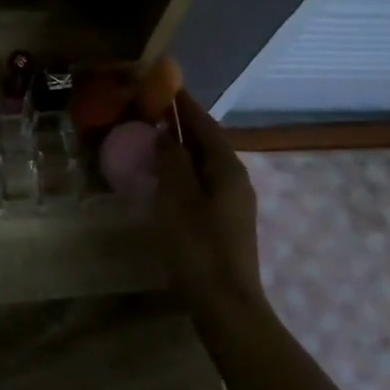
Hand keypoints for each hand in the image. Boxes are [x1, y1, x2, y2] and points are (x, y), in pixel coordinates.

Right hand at [154, 89, 266, 313]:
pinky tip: (166, 177)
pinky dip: (185, 171)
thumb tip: (168, 133)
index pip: (205, 125)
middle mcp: (236, 180)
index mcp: (227, 169)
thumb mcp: (177, 199)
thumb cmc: (198, 247)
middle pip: (208, 143)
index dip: (185, 105)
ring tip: (155, 138)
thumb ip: (172, 162)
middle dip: (184, 125)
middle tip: (153, 110)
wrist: (226, 304)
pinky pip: (203, 183)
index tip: (166, 85)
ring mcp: (233, 203)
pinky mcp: (225, 222)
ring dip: (183, 149)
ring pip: (205, 164)